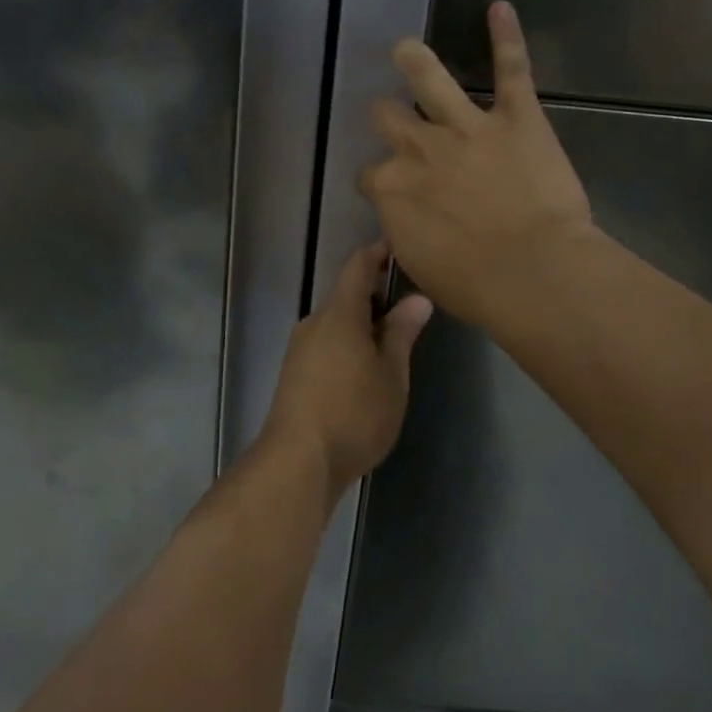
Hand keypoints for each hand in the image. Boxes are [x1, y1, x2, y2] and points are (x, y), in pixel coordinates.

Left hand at [263, 243, 433, 501]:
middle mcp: (314, 323)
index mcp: (339, 314)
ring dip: (363, 326)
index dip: (379, 253)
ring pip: (336, 325)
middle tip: (411, 309)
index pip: (358, 266)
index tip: (401, 249)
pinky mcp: (294, 375)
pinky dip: (348, 347)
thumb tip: (417, 298)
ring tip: (394, 345)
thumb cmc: (354, 413)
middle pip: (346, 297)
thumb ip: (402, 333)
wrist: (297, 461)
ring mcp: (299, 349)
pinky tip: (366, 372)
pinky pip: (326, 346)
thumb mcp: (391, 375)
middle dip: (377, 298)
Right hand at [360, 1, 593, 328]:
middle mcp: (420, 149)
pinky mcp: (516, 117)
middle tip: (391, 119)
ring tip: (406, 48)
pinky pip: (510, 68)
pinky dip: (506, 36)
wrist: (531, 271)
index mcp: (392, 189)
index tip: (391, 191)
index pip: (371, 175)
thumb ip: (406, 232)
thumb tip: (404, 222)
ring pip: (430, 80)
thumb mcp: (421, 266)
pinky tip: (500, 7)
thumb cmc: (474, 285)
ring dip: (415, 61)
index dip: (380, 181)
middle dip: (386, 118)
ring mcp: (467, 127)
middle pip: (388, 120)